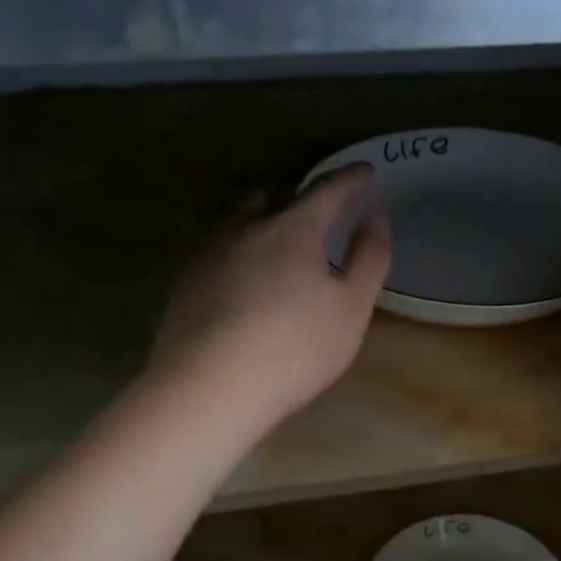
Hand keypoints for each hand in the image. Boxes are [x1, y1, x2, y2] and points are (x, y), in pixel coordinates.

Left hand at [149, 166, 391, 427]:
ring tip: (280, 240)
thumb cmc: (294, 348)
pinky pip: (220, 251)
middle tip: (321, 211)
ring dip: (265, 220)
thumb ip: (369, 260)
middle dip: (302, 197)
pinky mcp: (187, 283)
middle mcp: (247, 228)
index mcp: (294, 228)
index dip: (351, 179)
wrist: (208, 388)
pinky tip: (245, 280)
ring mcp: (210, 254)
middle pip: (276, 196)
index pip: (328, 190)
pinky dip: (241, 252)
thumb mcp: (351, 309)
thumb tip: (374, 219)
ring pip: (241, 221)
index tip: (367, 172)